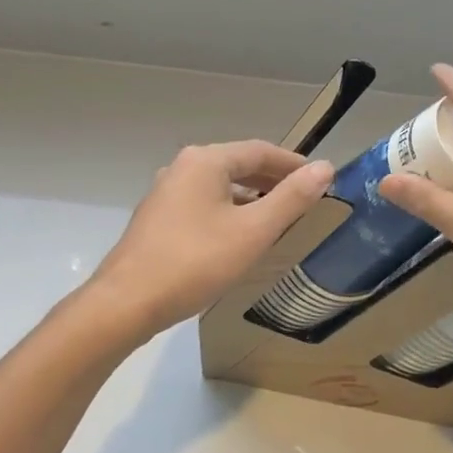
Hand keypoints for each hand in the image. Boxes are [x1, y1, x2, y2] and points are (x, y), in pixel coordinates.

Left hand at [89, 140, 334, 337]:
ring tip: (277, 217)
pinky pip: (202, 204)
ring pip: (219, 186)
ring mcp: (165, 193)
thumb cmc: (195, 262)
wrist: (127, 302)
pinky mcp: (157, 219)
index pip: (260, 150)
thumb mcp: (253, 231)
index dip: (293, 164)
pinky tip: (238, 235)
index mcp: (205, 161)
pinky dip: (228, 210)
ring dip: (250, 196)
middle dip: (272, 179)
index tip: (320, 179)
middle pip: (237, 164)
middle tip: (304, 198)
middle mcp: (182, 168)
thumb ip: (291, 198)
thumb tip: (325, 168)